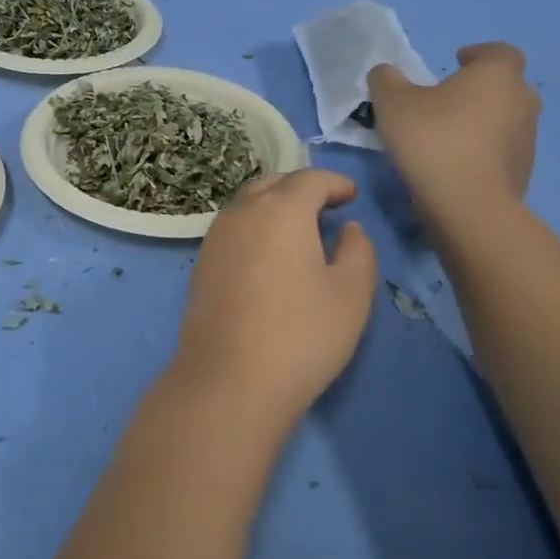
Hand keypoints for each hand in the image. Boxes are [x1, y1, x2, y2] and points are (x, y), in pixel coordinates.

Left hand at [168, 170, 377, 429]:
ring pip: (249, 203)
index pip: (309, 180)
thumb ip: (358, 251)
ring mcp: (215, 236)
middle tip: (327, 207)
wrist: (229, 378)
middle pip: (274, 184)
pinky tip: (269, 254)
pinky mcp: (201, 262)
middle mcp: (242, 212)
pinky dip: (256, 226)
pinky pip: (233, 227)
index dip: (334, 183)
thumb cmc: (301, 334)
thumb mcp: (351, 294)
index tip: (352, 195)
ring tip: (300, 229)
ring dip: (275, 206)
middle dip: (302, 189)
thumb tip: (349, 228)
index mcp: (280, 210)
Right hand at [368, 43, 539, 225]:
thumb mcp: (392, 102)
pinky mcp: (524, 172)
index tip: (455, 62)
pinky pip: (502, 151)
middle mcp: (522, 101)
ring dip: (481, 121)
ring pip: (505, 119)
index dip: (478, 54)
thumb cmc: (433, 139)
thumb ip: (386, 79)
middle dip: (480, 89)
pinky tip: (454, 163)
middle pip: (506, 86)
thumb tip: (387, 73)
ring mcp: (528, 139)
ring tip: (446, 134)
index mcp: (497, 75)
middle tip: (446, 100)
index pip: (499, 52)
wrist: (468, 204)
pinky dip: (483, 151)